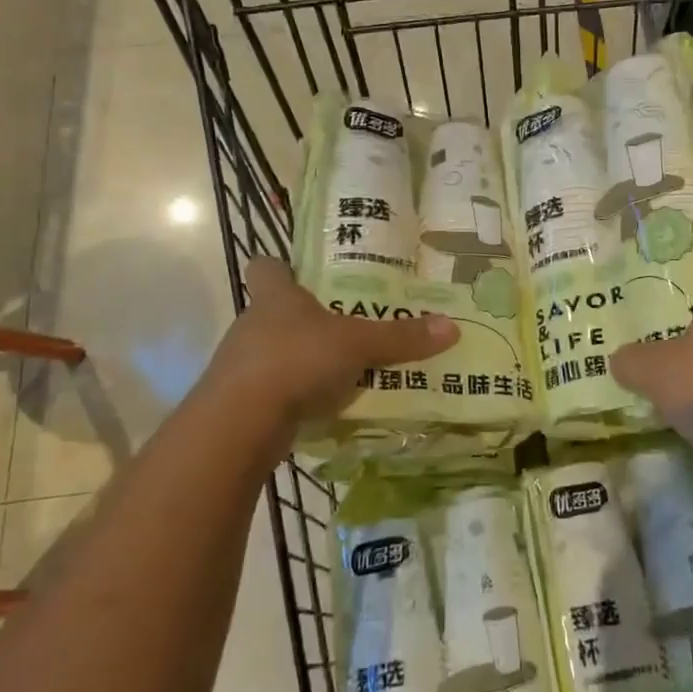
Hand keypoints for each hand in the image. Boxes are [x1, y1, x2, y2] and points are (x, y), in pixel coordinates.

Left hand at [191, 257, 457, 454]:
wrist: (239, 425)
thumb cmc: (296, 360)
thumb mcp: (359, 345)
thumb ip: (401, 337)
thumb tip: (452, 326)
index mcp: (275, 297)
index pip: (266, 267)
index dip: (282, 266)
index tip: (303, 272)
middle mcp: (253, 324)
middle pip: (275, 311)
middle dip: (307, 318)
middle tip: (347, 323)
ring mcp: (242, 365)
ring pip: (275, 352)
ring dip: (302, 359)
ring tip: (344, 368)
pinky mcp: (241, 402)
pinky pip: (275, 390)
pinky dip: (296, 395)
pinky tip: (324, 406)